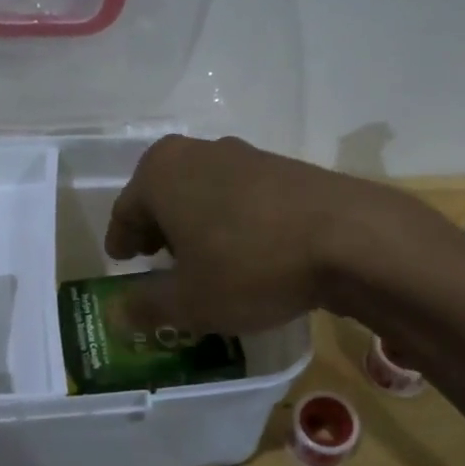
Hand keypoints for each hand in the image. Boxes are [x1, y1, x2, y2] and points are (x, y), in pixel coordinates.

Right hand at [105, 134, 418, 335]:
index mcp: (160, 173)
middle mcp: (198, 152)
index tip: (121, 260)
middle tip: (156, 261)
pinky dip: (230, 220)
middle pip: (163, 195)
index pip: (125, 210)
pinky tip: (245, 250)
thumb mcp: (189, 301)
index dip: (121, 241)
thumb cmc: (249, 265)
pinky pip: (239, 196)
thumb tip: (117, 313)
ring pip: (202, 192)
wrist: (348, 237)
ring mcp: (244, 155)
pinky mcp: (283, 168)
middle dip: (157, 229)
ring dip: (195, 223)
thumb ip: (146, 305)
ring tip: (202, 259)